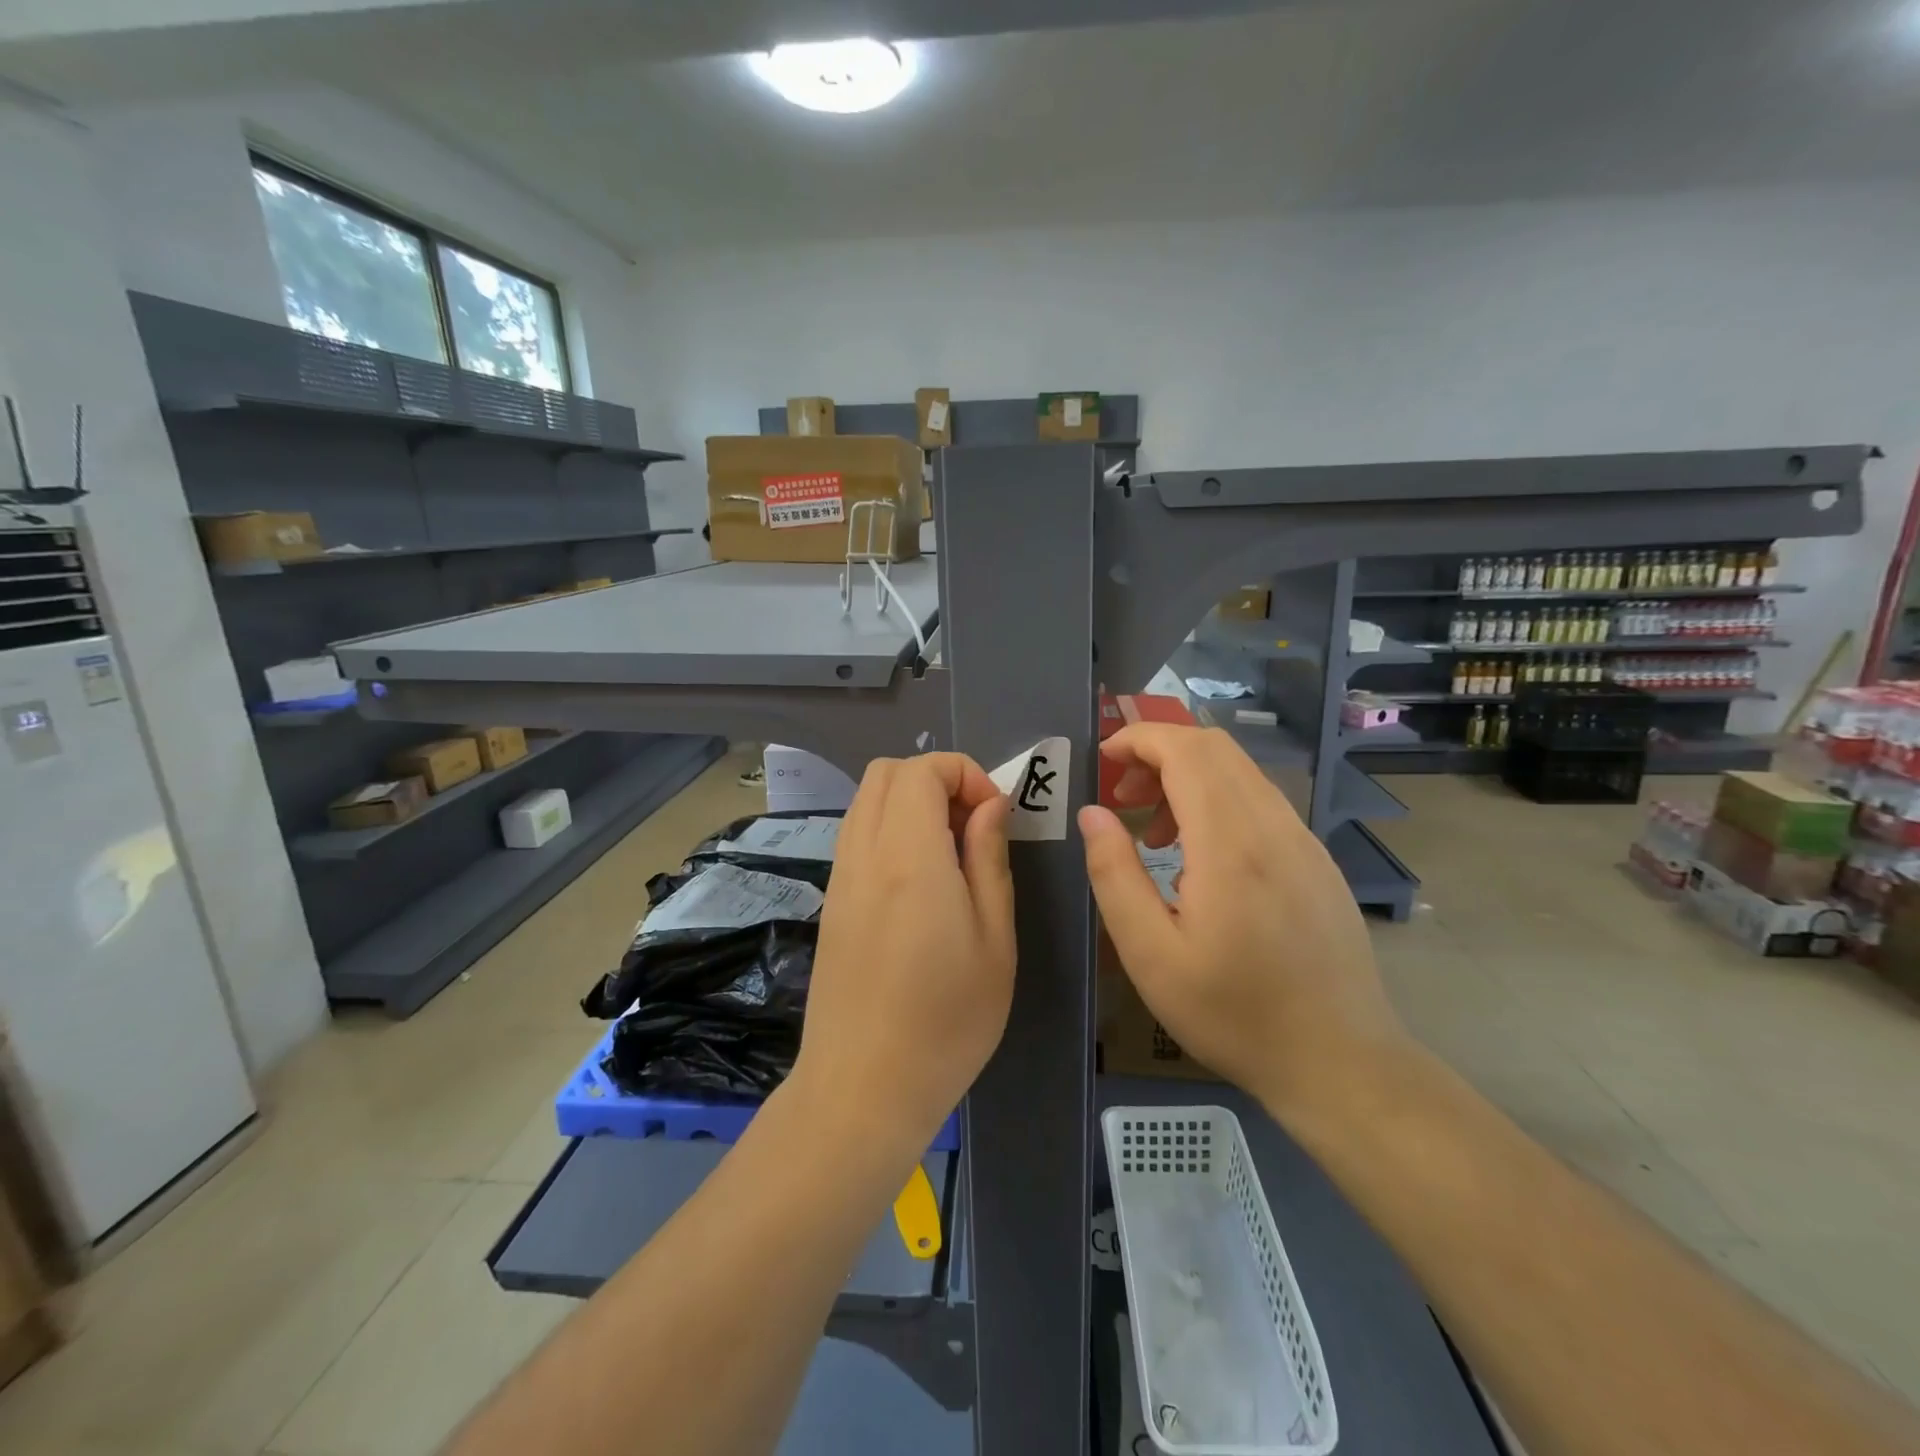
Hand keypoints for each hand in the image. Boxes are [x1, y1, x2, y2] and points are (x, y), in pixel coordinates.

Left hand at [792, 753, 1015, 1157]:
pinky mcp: (832, 900)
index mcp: (908, 856)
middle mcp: (864, 852)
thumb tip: (990, 805)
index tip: (994, 817)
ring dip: (911, 802)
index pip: (922, 769)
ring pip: (867, 799)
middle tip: (973, 828)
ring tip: (951, 855)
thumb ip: (990, 859)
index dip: (965, 774)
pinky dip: (891, 829)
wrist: (862, 1088)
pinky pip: (857, 833)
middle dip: (937, 780)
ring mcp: (840, 875)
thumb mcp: (994, 941)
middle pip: (887, 771)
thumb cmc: (946, 1022)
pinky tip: (920, 882)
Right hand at [1079, 724, 1409, 1131]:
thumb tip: (1093, 813)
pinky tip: (1202, 860)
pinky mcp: (1317, 861)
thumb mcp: (1150, 955)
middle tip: (1123, 794)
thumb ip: (1114, 875)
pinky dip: (1219, 802)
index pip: (1187, 750)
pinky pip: (1262, 803)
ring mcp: (1304, 841)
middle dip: (1159, 753)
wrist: (1340, 1061)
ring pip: (1241, 773)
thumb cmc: (1233, 1013)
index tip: (1104, 760)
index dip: (1140, 739)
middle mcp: (1275, 826)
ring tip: (1156, 835)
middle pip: (1216, 749)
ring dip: (1189, 778)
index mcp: (1232, 844)